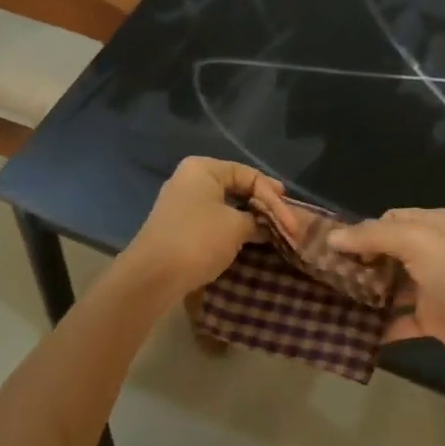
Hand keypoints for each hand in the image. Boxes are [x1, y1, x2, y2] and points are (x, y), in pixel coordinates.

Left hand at [121, 156, 275, 298]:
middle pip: (237, 187)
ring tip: (271, 231)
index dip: (273, 197)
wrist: (152, 276)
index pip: (249, 175)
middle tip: (286, 222)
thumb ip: (258, 220)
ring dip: (249, 218)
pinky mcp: (178, 226)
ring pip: (225, 205)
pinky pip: (213, 219)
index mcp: (203, 169)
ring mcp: (181, 203)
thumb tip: (267, 225)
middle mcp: (190, 179)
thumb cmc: (198, 240)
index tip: (292, 220)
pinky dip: (232, 227)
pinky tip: (247, 239)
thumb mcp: (236, 227)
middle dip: (263, 206)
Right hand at [330, 208, 444, 378]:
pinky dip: (381, 325)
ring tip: (334, 298)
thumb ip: (371, 236)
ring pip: (393, 285)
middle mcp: (437, 252)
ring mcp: (435, 286)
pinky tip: (355, 328)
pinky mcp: (433, 318)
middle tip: (329, 272)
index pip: (392, 219)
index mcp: (437, 224)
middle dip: (362, 261)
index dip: (364, 230)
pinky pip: (400, 319)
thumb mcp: (413, 239)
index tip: (335, 246)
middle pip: (390, 252)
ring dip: (369, 292)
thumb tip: (332, 237)